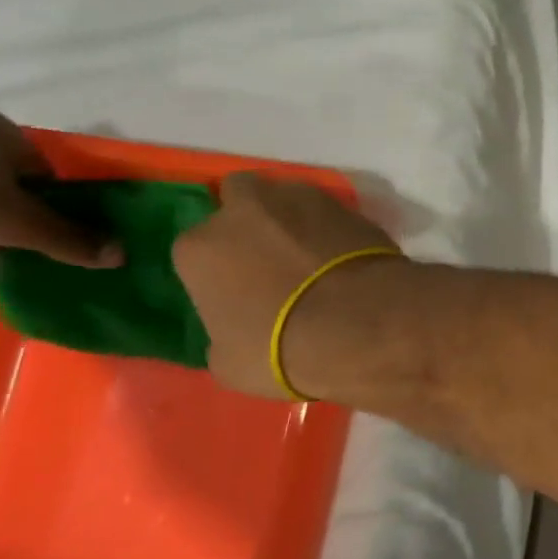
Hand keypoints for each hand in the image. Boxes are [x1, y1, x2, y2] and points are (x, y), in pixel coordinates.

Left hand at [0, 111, 119, 297]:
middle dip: (26, 238)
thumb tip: (121, 255)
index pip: (50, 179)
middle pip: (10, 199)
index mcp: (5, 140)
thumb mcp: (16, 219)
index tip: (76, 245)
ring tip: (16, 288)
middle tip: (48, 270)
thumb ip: (68, 239)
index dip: (66, 213)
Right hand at [172, 174, 398, 397]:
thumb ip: (221, 330)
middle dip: (250, 218)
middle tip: (270, 257)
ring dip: (293, 219)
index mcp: (200, 246)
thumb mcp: (228, 361)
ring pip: (287, 197)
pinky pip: (329, 212)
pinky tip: (343, 256)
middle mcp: (245, 209)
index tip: (236, 289)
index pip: (197, 249)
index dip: (217, 268)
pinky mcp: (348, 204)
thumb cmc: (280, 348)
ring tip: (312, 255)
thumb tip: (237, 324)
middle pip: (239, 197)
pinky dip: (331, 229)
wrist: (359, 323)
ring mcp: (300, 198)